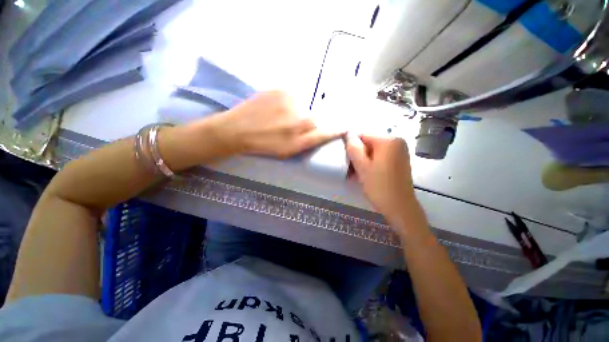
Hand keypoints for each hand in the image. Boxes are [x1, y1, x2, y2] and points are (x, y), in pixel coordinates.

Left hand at [219, 91, 344, 157]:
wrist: (237, 129)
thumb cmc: (263, 145)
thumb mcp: (288, 151)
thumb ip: (308, 142)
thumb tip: (323, 131)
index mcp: (300, 138)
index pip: (325, 132)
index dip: (336, 130)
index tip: (344, 127)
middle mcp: (299, 118)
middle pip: (314, 118)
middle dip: (307, 122)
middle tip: (290, 126)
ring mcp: (290, 101)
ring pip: (303, 106)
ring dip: (296, 111)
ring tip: (279, 117)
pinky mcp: (280, 89)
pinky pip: (292, 96)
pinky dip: (287, 102)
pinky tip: (275, 108)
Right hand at [346, 134, 420, 226]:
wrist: (400, 208)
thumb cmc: (379, 187)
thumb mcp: (362, 167)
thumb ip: (354, 148)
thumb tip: (348, 133)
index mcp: (389, 141)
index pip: (363, 136)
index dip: (352, 147)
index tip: (347, 161)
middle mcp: (397, 142)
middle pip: (369, 143)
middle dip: (358, 156)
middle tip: (351, 170)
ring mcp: (399, 152)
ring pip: (373, 152)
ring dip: (363, 161)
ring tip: (356, 175)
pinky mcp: (399, 161)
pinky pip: (381, 158)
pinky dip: (371, 164)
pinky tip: (366, 175)